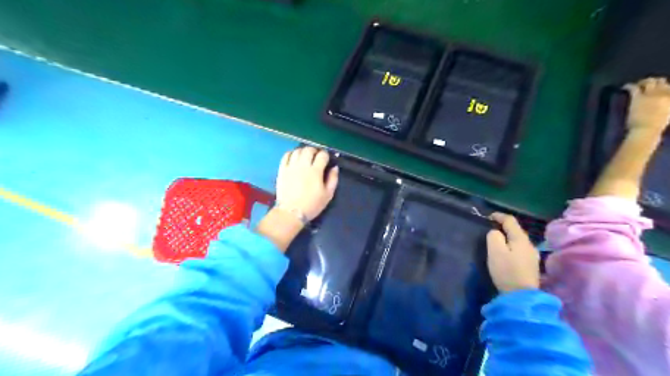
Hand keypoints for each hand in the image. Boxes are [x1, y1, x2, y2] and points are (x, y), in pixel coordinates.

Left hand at [276, 146, 339, 221]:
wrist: (291, 212)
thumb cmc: (312, 205)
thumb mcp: (328, 195)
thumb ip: (333, 179)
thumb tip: (334, 167)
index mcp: (315, 171)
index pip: (322, 155)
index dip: (326, 155)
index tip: (326, 159)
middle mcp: (303, 166)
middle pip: (309, 149)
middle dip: (315, 150)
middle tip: (316, 156)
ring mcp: (291, 167)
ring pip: (297, 151)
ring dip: (303, 151)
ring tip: (306, 156)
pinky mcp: (282, 170)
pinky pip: (286, 155)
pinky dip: (292, 153)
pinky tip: (295, 158)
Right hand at [485, 212, 540, 292]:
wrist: (521, 296)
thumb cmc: (506, 271)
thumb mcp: (495, 251)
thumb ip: (494, 236)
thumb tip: (495, 232)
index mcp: (520, 239)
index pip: (510, 221)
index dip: (499, 216)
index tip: (488, 216)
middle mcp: (529, 244)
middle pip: (516, 230)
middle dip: (503, 227)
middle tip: (490, 228)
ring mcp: (532, 255)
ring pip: (518, 240)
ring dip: (507, 237)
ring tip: (496, 240)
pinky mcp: (531, 265)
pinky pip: (519, 249)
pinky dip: (511, 246)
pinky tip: (505, 253)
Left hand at [622, 76, 669, 134]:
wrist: (646, 129)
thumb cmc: (658, 124)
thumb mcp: (668, 112)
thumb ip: (666, 103)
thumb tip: (664, 101)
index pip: (669, 87)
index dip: (665, 87)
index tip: (661, 88)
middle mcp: (664, 92)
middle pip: (661, 82)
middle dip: (656, 81)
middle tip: (650, 84)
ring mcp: (651, 94)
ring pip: (649, 82)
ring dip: (644, 81)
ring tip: (640, 84)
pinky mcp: (638, 97)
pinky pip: (634, 88)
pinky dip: (628, 86)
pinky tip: (625, 87)